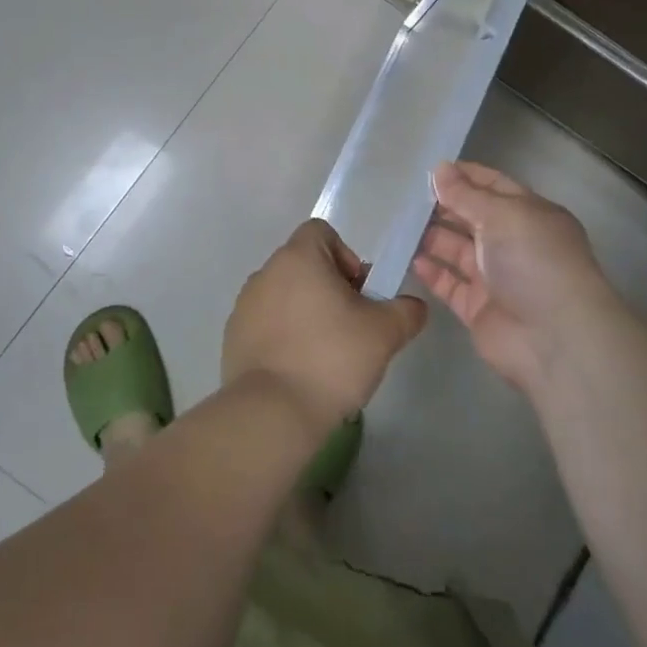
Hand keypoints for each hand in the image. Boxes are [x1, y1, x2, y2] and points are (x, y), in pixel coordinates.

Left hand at [223, 219, 427, 430]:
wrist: (272, 413)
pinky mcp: (232, 338)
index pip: (321, 232)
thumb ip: (406, 311)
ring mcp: (244, 305)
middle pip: (304, 265)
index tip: (358, 293)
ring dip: (305, 312)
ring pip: (284, 295)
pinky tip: (298, 369)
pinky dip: (283, 337)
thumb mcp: (384, 333)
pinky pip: (265, 324)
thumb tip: (414, 306)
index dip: (346, 256)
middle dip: (329, 288)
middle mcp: (266, 272)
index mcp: (298, 257)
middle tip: (350, 326)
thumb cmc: (331, 358)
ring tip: (324, 353)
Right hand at [410, 161, 624, 395]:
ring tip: (399, 225)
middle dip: (442, 206)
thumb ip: (466, 194)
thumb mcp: (502, 215)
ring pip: (457, 249)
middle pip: (472, 217)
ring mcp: (495, 277)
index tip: (428, 170)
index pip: (493, 186)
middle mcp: (513, 242)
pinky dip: (431, 271)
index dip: (464, 176)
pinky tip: (409, 258)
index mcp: (529, 213)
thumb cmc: (534, 261)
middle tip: (405, 197)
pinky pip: (449, 284)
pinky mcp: (478, 308)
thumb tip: (440, 169)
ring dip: (431, 236)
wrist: (554, 338)